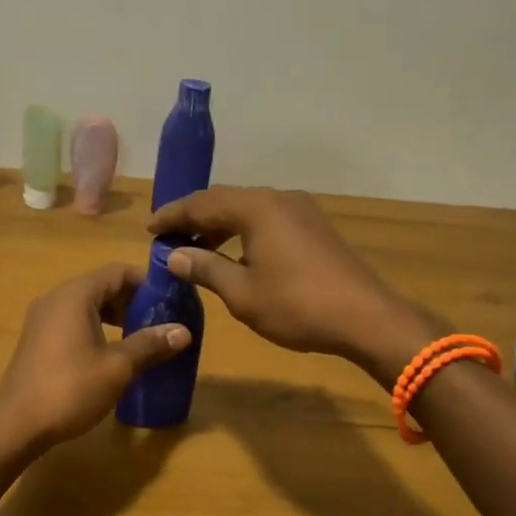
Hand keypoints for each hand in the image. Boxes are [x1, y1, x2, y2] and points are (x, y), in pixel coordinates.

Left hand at [0, 264, 192, 448]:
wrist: (17, 425)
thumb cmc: (70, 389)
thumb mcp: (118, 367)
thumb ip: (150, 344)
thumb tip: (183, 331)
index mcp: (75, 295)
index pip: (117, 272)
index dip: (147, 282)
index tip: (171, 300)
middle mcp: (56, 299)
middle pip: (102, 286)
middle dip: (133, 301)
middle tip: (161, 321)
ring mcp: (42, 319)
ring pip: (87, 305)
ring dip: (116, 316)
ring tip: (142, 338)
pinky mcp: (37, 340)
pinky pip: (73, 322)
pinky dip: (97, 328)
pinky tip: (112, 353)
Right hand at [147, 187, 438, 379]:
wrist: (366, 317)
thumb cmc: (297, 305)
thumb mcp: (242, 293)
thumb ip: (206, 268)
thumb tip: (174, 255)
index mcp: (256, 207)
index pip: (202, 203)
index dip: (172, 216)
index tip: (149, 230)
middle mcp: (278, 198)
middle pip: (225, 200)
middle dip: (195, 217)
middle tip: (169, 237)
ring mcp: (301, 210)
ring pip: (249, 209)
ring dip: (220, 225)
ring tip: (197, 247)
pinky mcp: (315, 226)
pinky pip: (268, 219)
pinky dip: (244, 231)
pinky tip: (236, 253)